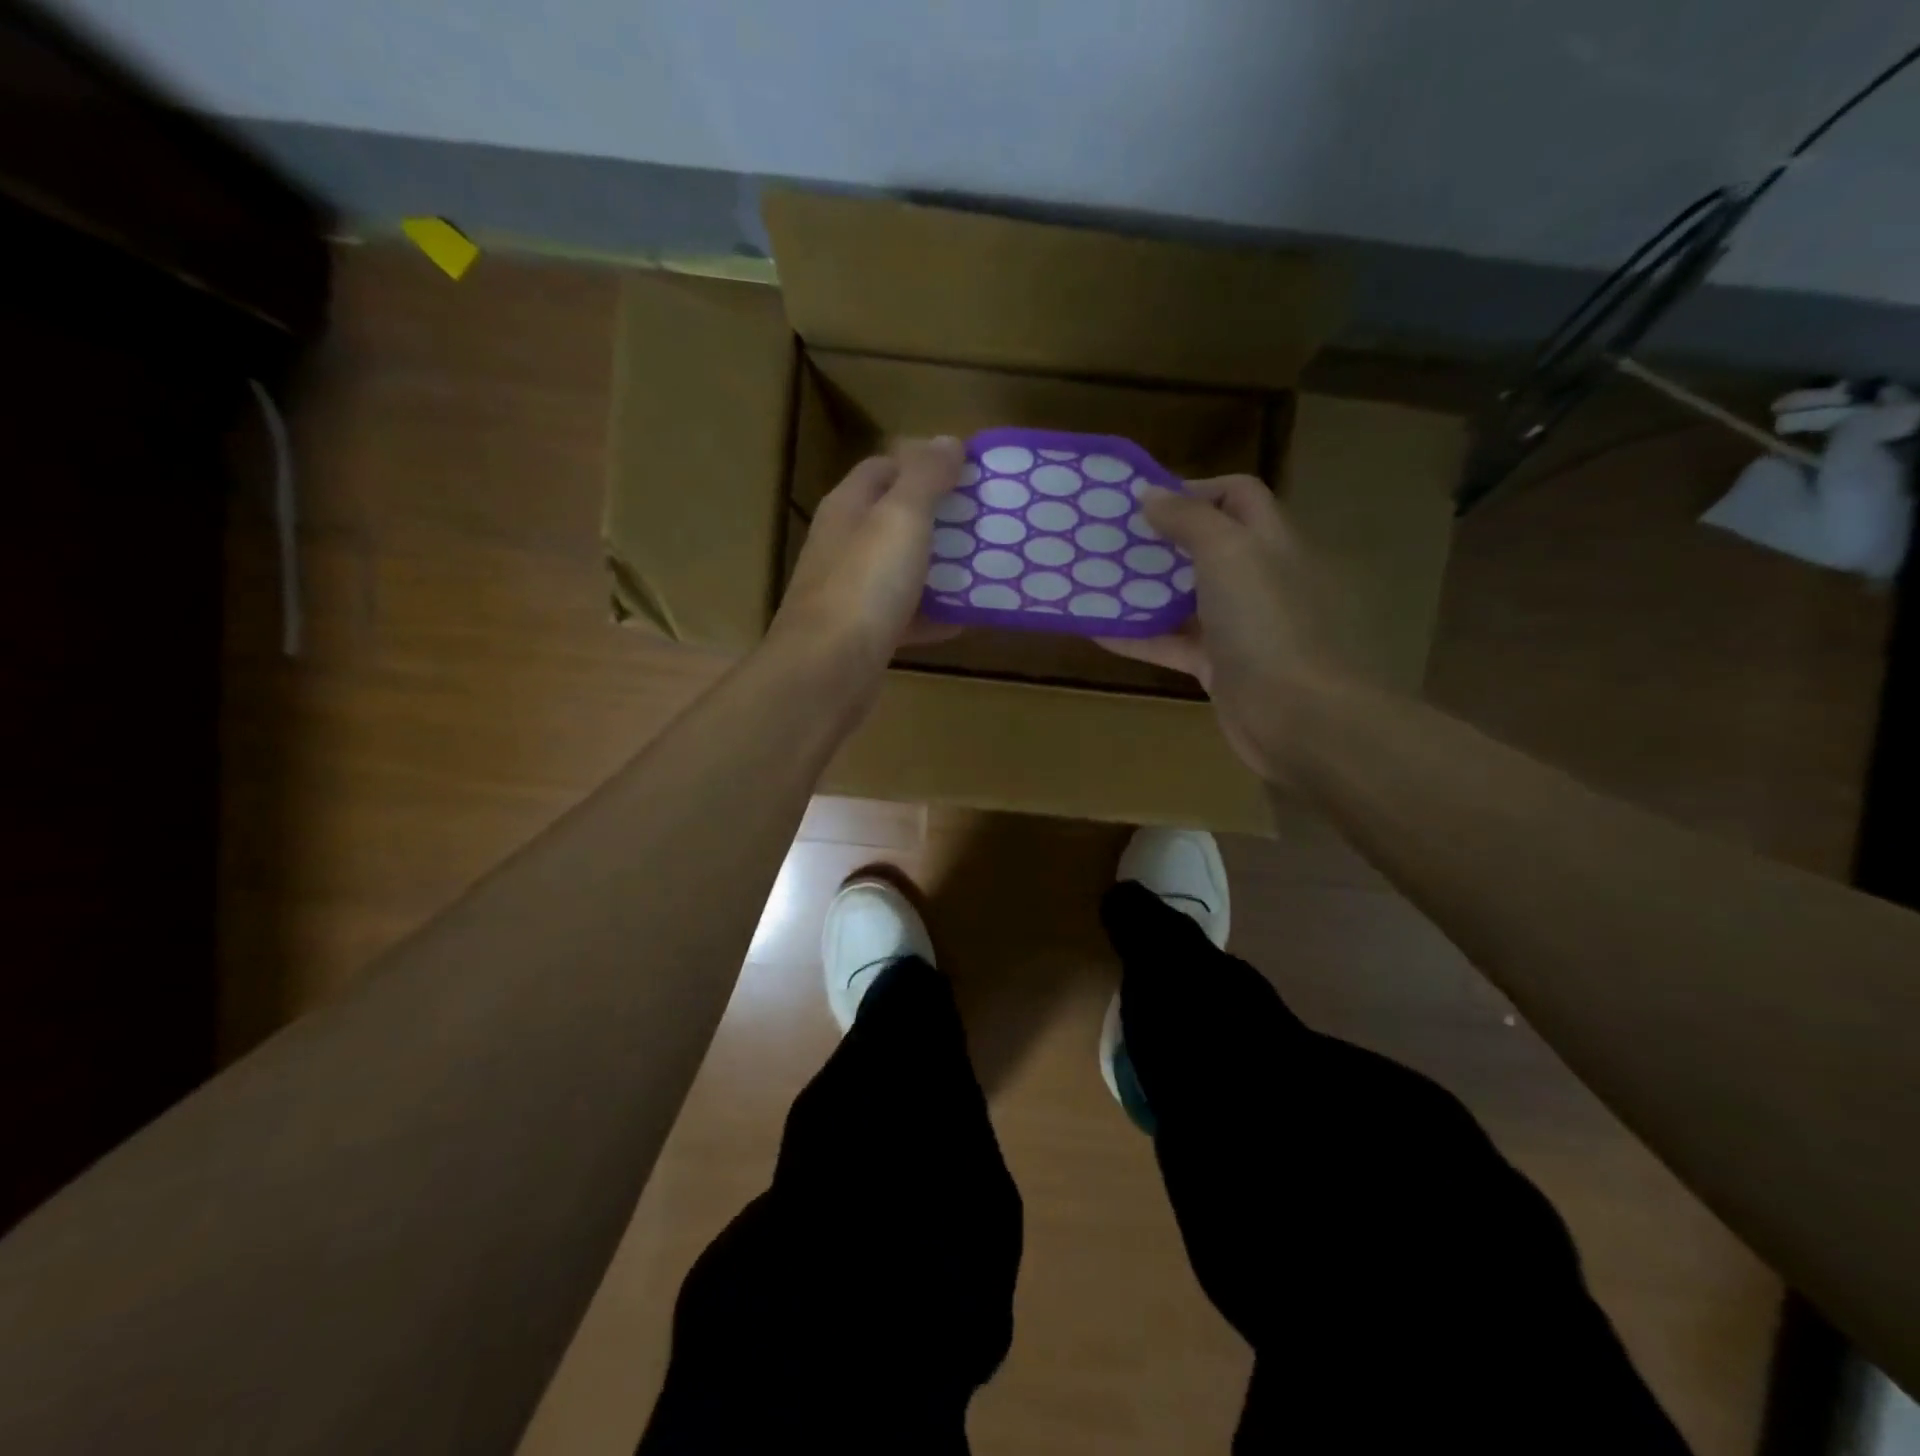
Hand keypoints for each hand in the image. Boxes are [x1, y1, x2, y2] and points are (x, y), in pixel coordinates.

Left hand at [767, 437, 963, 685]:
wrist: (826, 673)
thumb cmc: (865, 587)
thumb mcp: (901, 519)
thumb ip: (925, 478)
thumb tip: (949, 440)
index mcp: (847, 508)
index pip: (883, 468)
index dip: (923, 464)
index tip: (968, 475)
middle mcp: (844, 545)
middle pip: (894, 520)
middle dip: (938, 519)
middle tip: (984, 522)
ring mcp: (850, 593)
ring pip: (900, 570)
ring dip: (938, 568)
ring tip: (982, 567)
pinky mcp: (862, 635)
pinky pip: (904, 616)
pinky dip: (932, 616)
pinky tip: (963, 620)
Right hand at [1098, 476, 1352, 783]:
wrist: (1296, 715)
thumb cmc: (1264, 622)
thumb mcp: (1227, 553)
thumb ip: (1189, 519)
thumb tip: (1151, 495)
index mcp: (1268, 541)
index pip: (1237, 496)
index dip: (1195, 489)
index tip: (1144, 502)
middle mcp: (1255, 578)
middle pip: (1204, 547)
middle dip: (1158, 541)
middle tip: (1109, 542)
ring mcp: (1237, 626)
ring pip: (1183, 598)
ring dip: (1141, 590)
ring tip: (1094, 581)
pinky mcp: (1217, 666)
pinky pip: (1172, 644)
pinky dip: (1138, 637)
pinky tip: (1098, 632)